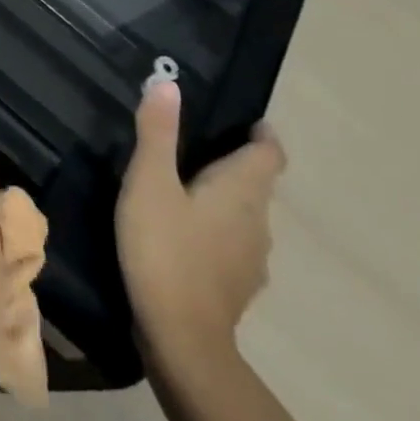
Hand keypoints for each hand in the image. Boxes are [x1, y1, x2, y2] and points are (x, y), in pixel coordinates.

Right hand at [116, 81, 285, 371]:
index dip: (261, 135)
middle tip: (197, 147)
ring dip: (225, 200)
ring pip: (246, 217)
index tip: (244, 122)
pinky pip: (233, 245)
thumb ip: (157, 133)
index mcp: (242, 191)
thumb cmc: (164, 249)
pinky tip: (185, 237)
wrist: (181, 338)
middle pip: (258, 184)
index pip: (269, 154)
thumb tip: (167, 82)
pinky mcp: (236, 287)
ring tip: (186, 190)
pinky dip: (217, 232)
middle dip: (236, 164)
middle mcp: (258, 222)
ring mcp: (251, 260)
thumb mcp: (149, 183)